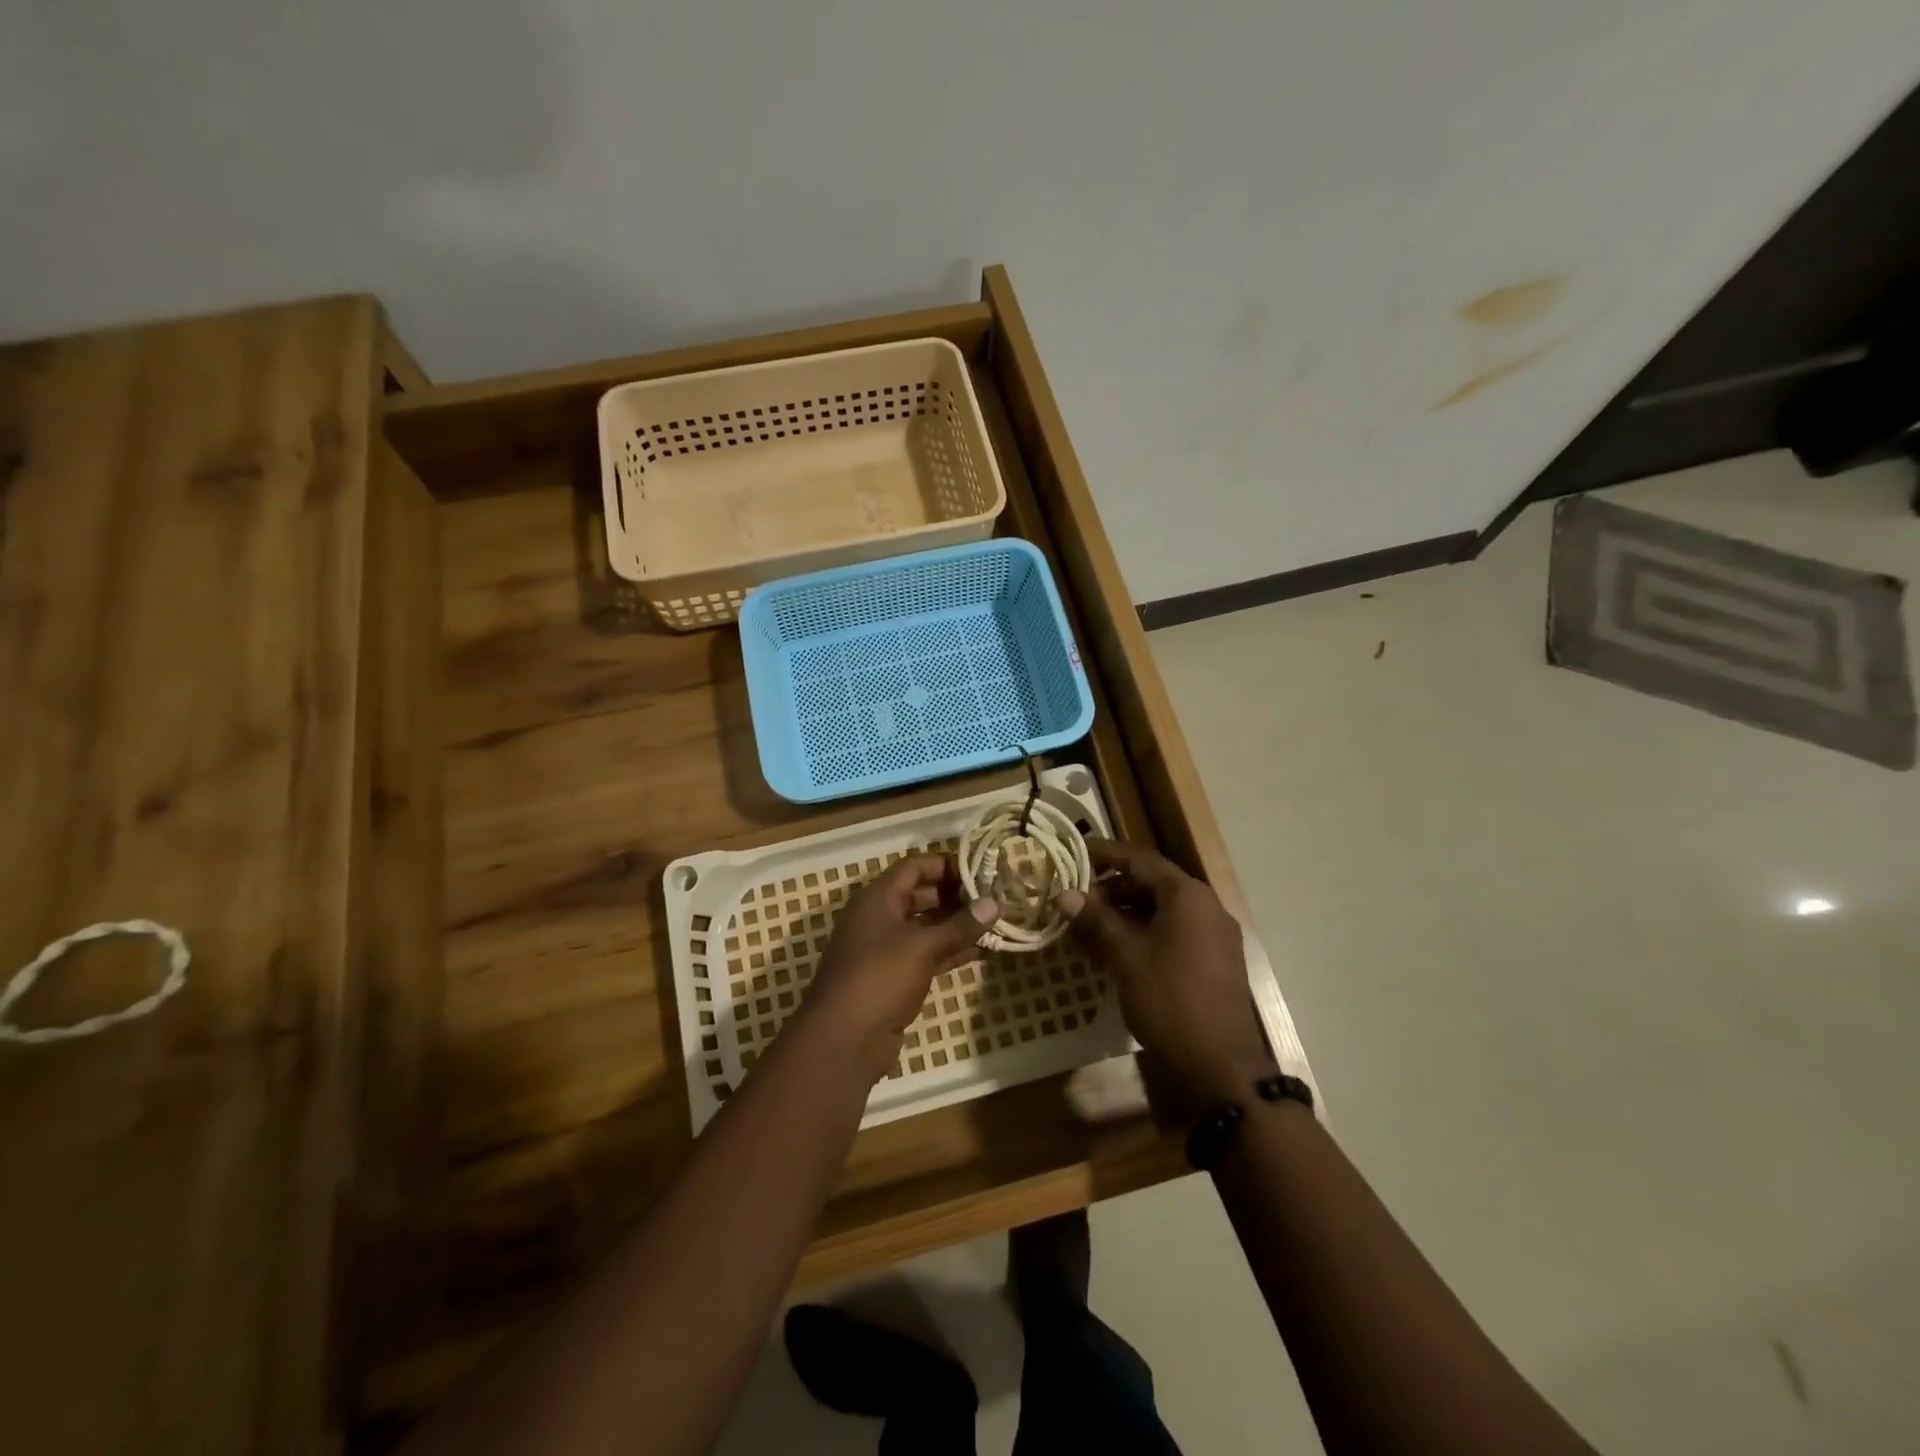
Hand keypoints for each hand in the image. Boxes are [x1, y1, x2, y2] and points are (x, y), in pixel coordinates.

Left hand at [802, 854, 998, 1082]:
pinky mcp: (894, 978)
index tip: (979, 868)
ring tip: (994, 922)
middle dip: (955, 895)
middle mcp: (879, 918)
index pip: (914, 867)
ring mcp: (885, 949)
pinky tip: (981, 951)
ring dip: (956, 925)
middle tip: (992, 896)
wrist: (844, 1039)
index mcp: (877, 898)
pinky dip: (950, 951)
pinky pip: (926, 954)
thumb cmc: (879, 977)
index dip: (945, 864)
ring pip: (925, 927)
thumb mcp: (922, 946)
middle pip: (920, 895)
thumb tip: (995, 903)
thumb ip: (960, 925)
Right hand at [1058, 840, 1274, 1109]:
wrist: (1220, 1067)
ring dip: (1125, 912)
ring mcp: (1212, 935)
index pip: (1140, 859)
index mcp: (1187, 895)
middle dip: (1111, 888)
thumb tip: (1065, 895)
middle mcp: (1205, 907)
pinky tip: (1116, 949)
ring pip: (1161, 909)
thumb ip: (1096, 920)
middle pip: (1152, 883)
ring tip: (1088, 926)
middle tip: (1076, 899)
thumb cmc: (1170, 1000)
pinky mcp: (1212, 961)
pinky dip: (1143, 932)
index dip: (1104, 854)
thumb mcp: (1126, 957)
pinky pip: (1173, 931)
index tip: (1073, 854)